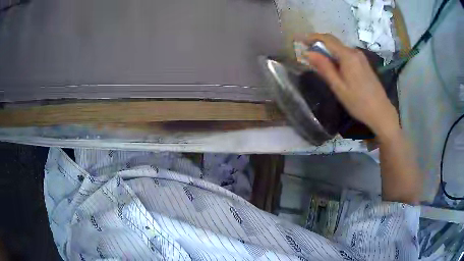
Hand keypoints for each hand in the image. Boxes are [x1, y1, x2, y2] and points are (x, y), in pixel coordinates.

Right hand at [299, 33, 399, 136]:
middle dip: (319, 44)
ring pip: (340, 48)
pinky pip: (347, 54)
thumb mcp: (338, 87)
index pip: (327, 39)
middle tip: (307, 53)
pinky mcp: (364, 63)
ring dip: (328, 51)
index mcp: (348, 56)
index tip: (300, 40)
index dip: (312, 37)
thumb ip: (324, 68)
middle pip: (334, 42)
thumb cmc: (358, 102)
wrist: (381, 112)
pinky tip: (334, 68)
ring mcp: (361, 57)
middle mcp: (355, 52)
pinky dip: (337, 57)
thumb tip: (308, 53)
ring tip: (319, 62)